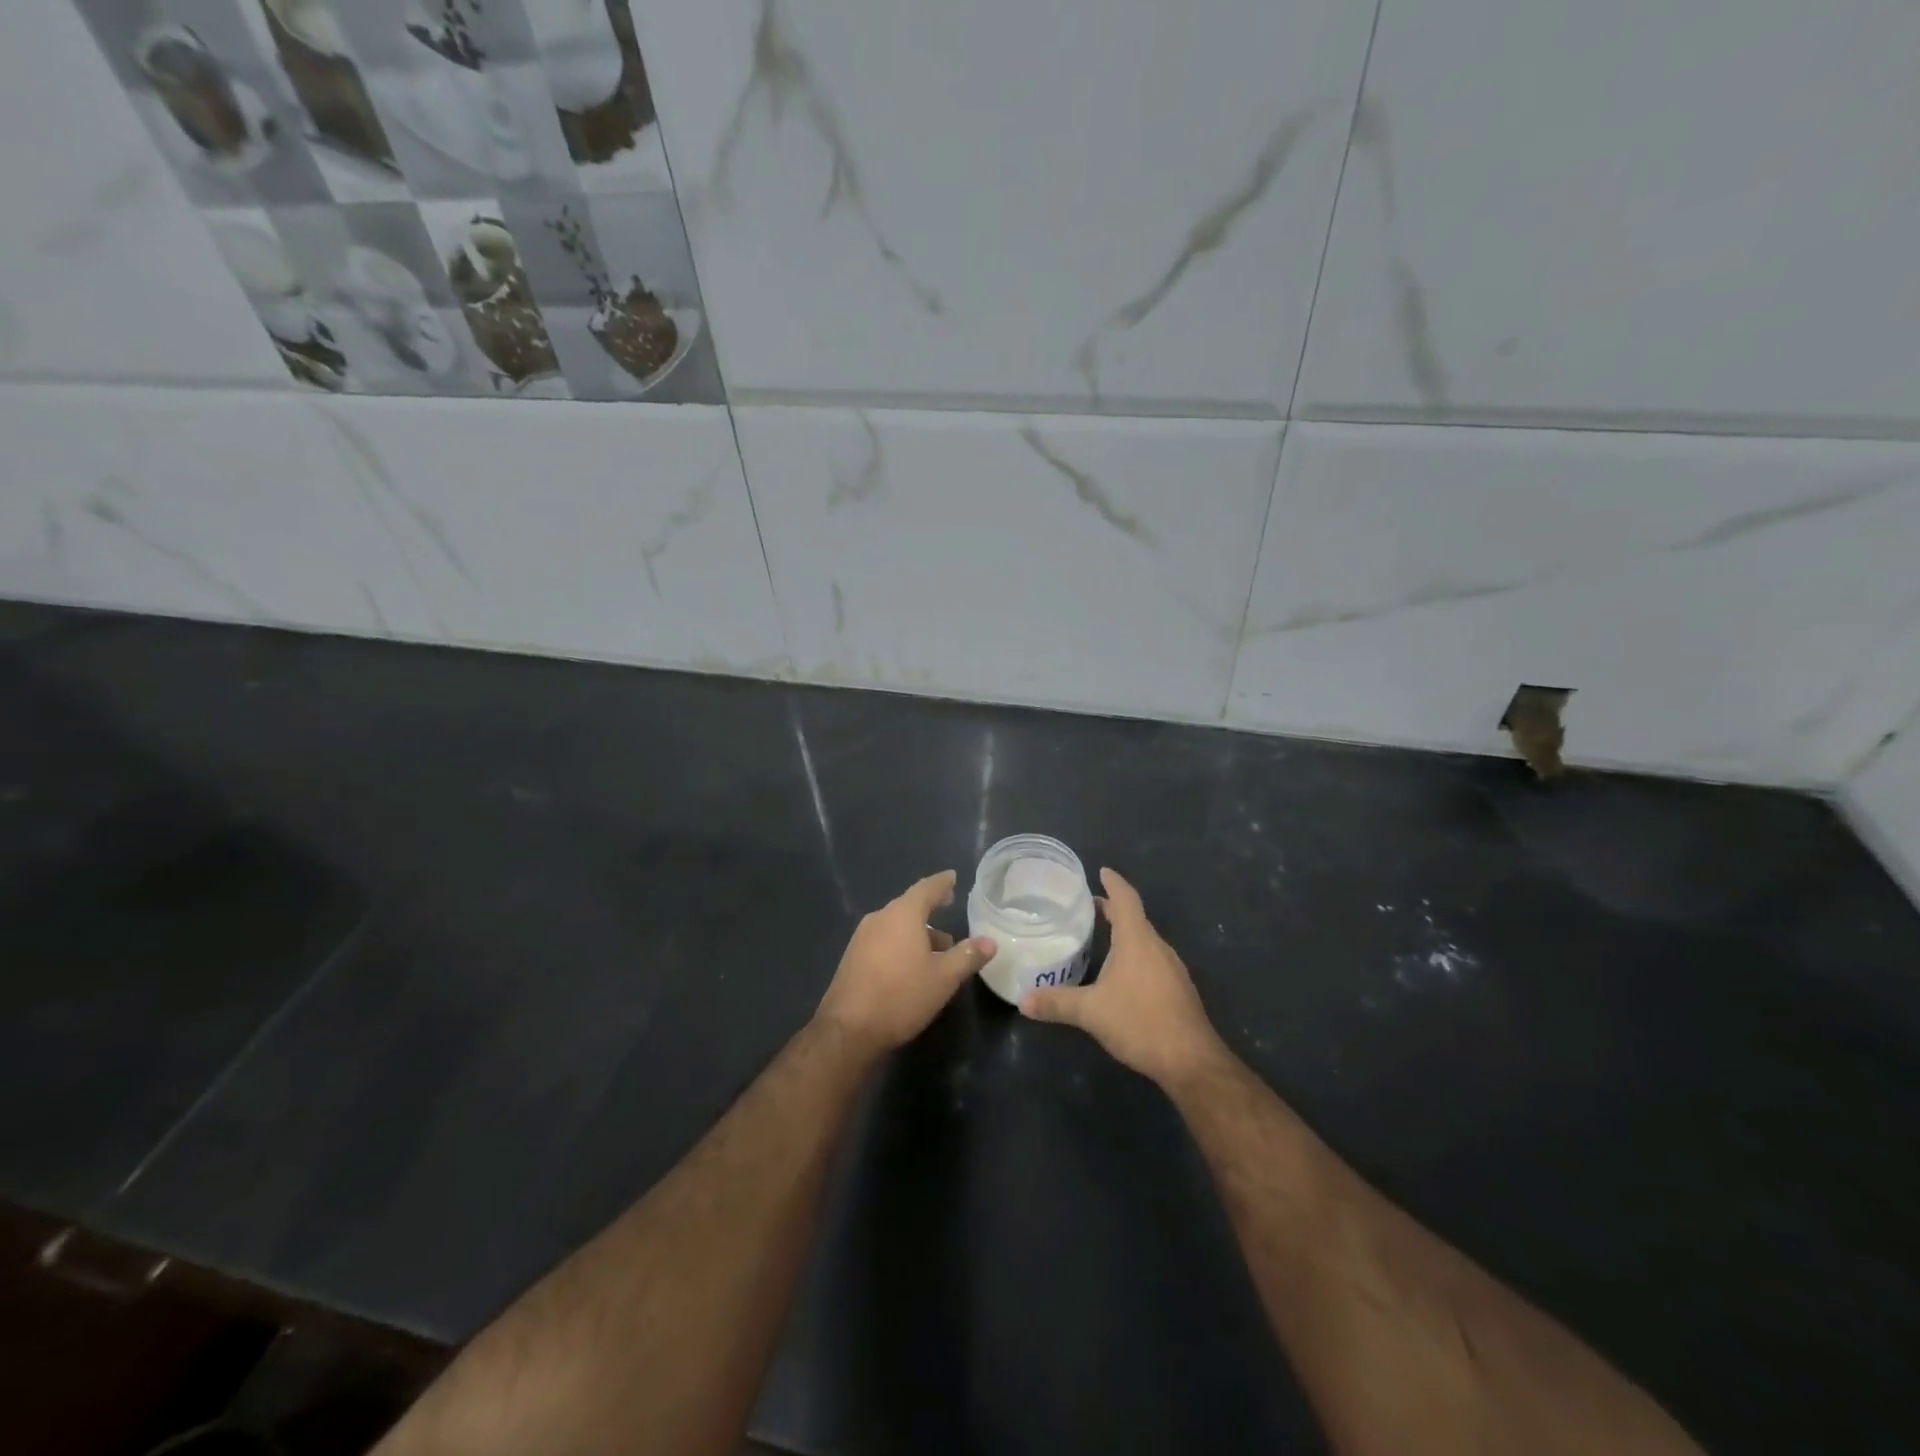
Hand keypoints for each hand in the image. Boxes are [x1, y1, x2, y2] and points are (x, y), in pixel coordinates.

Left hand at [815, 870, 995, 1056]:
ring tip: (938, 947)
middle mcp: (880, 918)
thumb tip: (990, 942)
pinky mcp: (853, 957)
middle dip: (930, 908)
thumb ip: (967, 956)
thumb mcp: (943, 978)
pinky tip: (912, 964)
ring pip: (896, 925)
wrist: (848, 1029)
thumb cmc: (902, 996)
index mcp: (902, 915)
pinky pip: (883, 939)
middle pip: (909, 906)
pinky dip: (901, 943)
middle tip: (948, 907)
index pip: (926, 888)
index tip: (952, 877)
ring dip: (917, 931)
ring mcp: (862, 937)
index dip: (941, 883)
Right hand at [1021, 867, 1226, 1087]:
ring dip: (1125, 934)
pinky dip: (1135, 956)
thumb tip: (1023, 1001)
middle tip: (1089, 907)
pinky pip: (1152, 960)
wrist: (1191, 1060)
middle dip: (1113, 910)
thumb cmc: (1140, 1022)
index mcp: (1138, 940)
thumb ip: (1057, 1003)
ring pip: (1145, 941)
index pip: (1125, 899)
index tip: (1101, 871)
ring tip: (1102, 938)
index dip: (1113, 883)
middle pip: (1135, 918)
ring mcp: (1172, 969)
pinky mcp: (1178, 990)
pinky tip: (1122, 975)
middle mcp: (1158, 947)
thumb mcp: (1091, 1012)